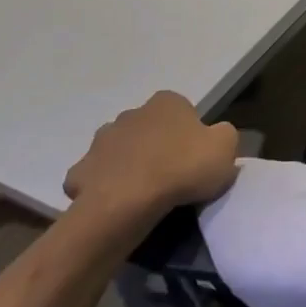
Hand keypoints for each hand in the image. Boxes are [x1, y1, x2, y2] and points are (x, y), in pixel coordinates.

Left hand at [63, 91, 238, 226]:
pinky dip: (106, 187)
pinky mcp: (79, 171)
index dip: (191, 133)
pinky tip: (119, 203)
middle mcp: (131, 113)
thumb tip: (215, 136)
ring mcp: (100, 141)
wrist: (127, 202)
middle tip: (173, 174)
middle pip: (149, 128)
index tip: (196, 156)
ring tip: (146, 192)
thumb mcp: (226, 147)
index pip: (182, 110)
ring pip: (121, 150)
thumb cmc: (183, 168)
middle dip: (157, 145)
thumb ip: (225, 135)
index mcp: (166, 103)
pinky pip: (98, 176)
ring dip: (130, 163)